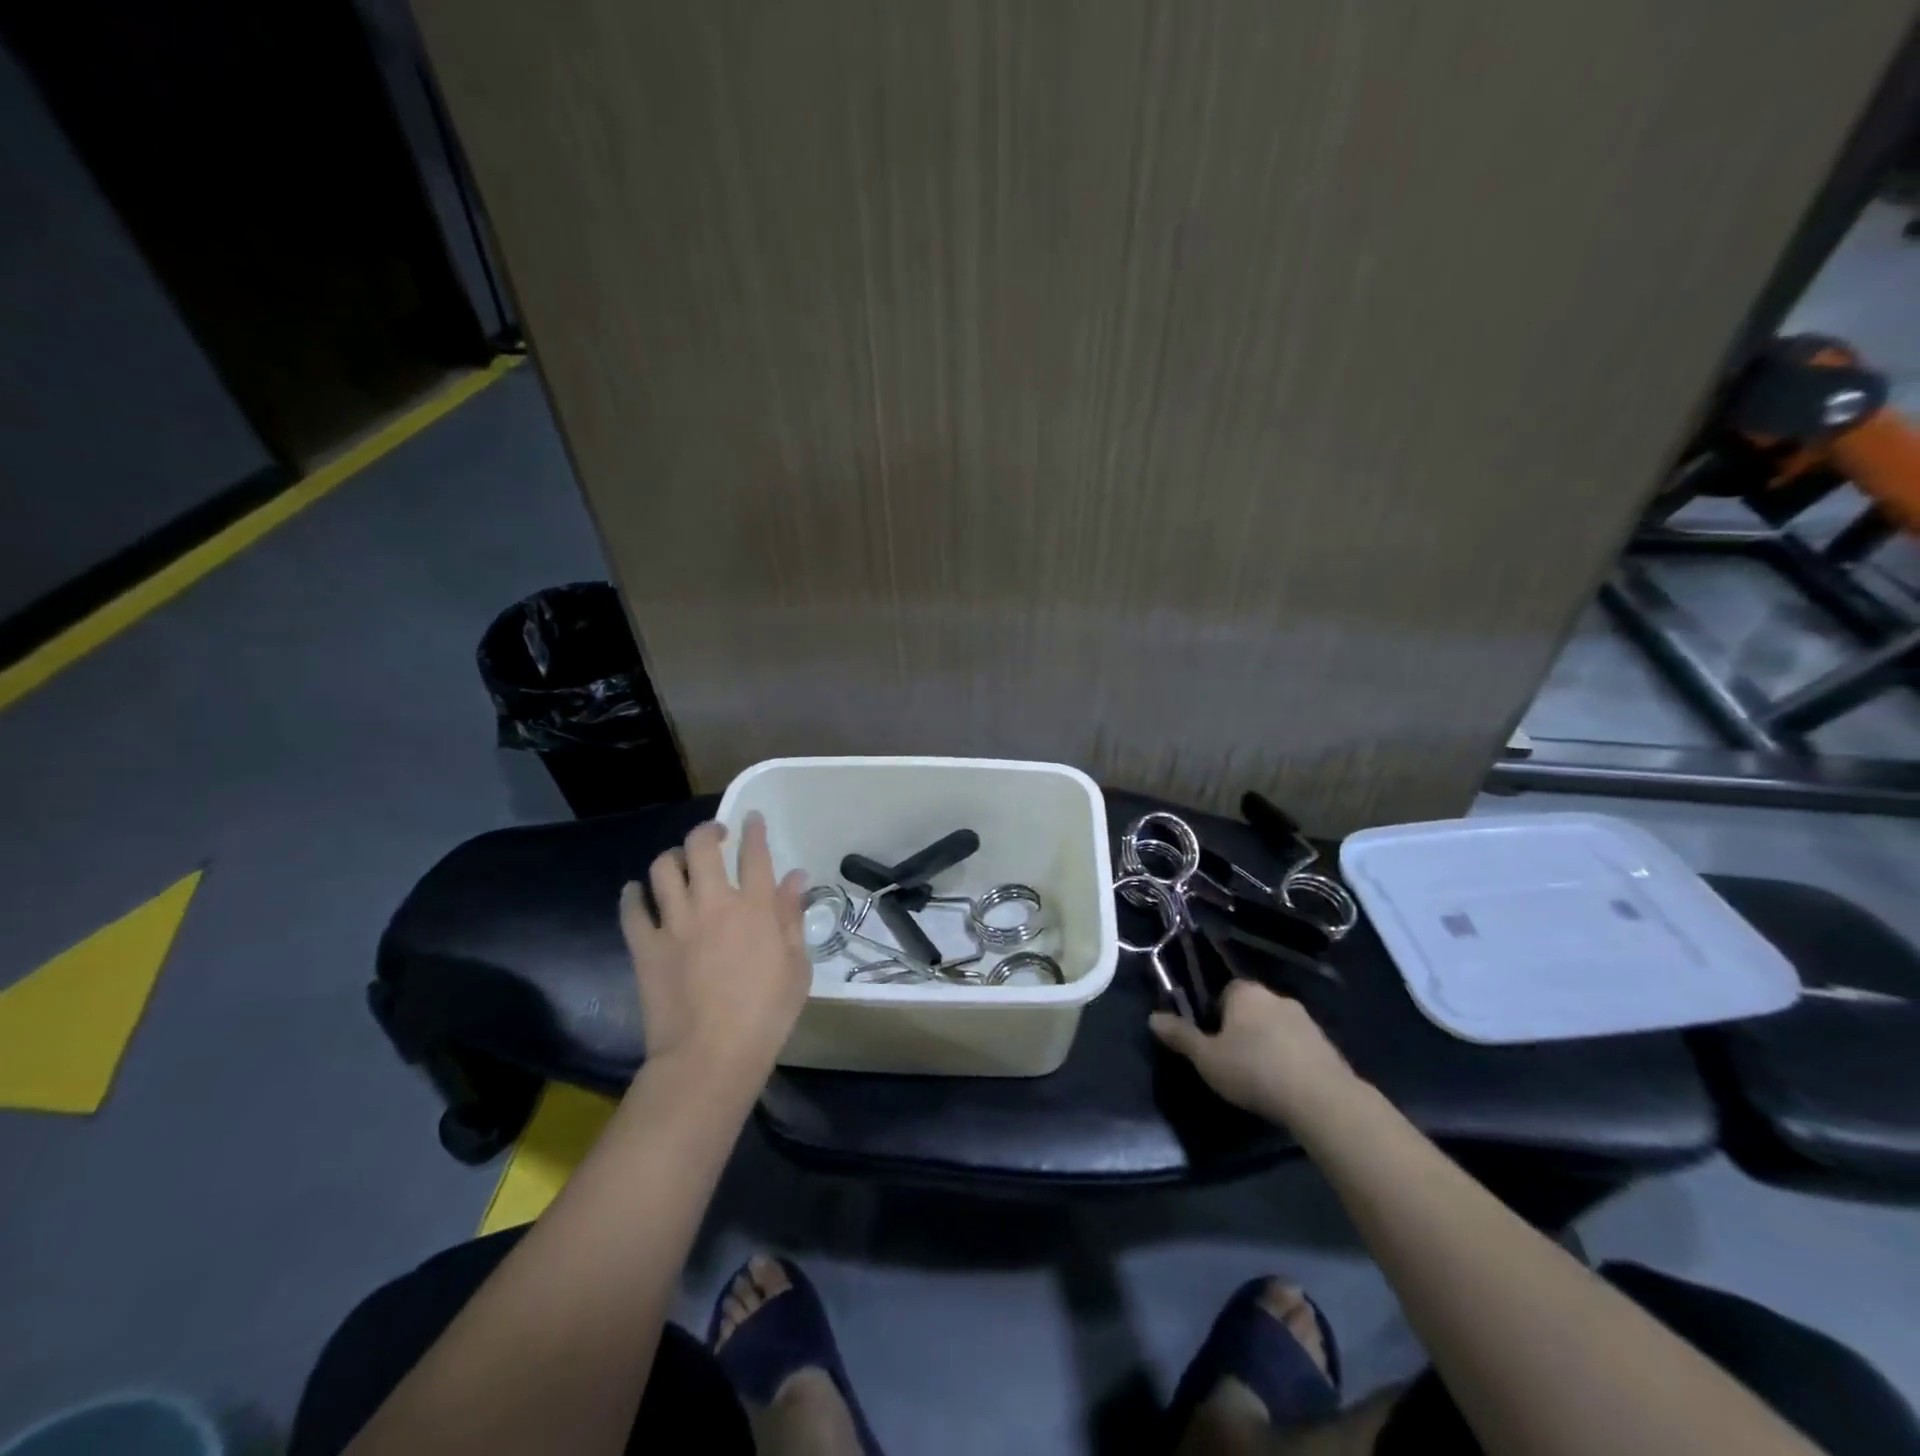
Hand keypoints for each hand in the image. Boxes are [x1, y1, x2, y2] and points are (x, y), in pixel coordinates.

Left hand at [618, 813, 810, 1090]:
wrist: (710, 1057)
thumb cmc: (765, 1014)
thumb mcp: (797, 966)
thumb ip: (792, 916)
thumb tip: (795, 878)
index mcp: (753, 907)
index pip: (754, 853)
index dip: (753, 830)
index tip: (751, 819)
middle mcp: (712, 903)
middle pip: (701, 847)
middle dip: (708, 831)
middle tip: (715, 836)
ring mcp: (674, 923)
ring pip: (663, 868)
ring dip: (672, 858)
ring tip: (679, 864)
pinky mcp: (645, 946)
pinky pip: (632, 909)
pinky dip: (633, 895)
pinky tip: (637, 892)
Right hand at [1149, 980, 1358, 1126]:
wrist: (1322, 1099)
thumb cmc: (1254, 1070)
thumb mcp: (1207, 1058)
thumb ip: (1181, 1036)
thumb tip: (1152, 1018)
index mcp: (1245, 992)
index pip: (1224, 991)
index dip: (1215, 1015)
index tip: (1212, 1042)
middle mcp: (1276, 997)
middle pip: (1251, 1009)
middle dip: (1242, 1029)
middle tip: (1232, 1061)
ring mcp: (1306, 1020)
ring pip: (1276, 1027)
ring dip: (1267, 1045)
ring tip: (1260, 1078)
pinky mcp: (1327, 1045)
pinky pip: (1298, 1047)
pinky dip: (1289, 1060)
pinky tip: (1284, 1086)